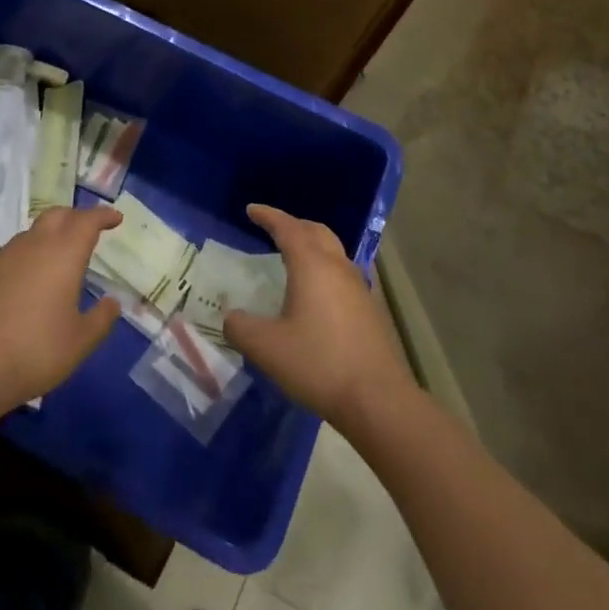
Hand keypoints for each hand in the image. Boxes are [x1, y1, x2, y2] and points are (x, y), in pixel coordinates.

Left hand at [0, 204, 122, 411]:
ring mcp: (1, 257)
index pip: (87, 220)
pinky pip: (7, 258)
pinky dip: (22, 263)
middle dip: (75, 217)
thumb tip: (112, 303)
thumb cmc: (36, 350)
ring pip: (30, 235)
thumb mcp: (80, 342)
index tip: (115, 218)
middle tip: (86, 230)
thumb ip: (101, 319)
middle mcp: (33, 245)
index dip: (103, 216)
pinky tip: (21, 287)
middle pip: (57, 216)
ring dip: (46, 239)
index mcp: (63, 253)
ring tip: (54, 262)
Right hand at [223, 205, 412, 431]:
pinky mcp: (370, 309)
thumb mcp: (266, 348)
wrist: (377, 400)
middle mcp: (337, 267)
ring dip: (312, 245)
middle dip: (293, 225)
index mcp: (312, 265)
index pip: (288, 228)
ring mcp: (358, 287)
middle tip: (272, 229)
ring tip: (292, 257)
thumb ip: (240, 327)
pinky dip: (324, 268)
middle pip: (316, 231)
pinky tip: (316, 293)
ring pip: (333, 251)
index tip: (251, 210)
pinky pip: (342, 273)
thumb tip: (231, 317)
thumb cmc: (318, 364)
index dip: (268, 216)